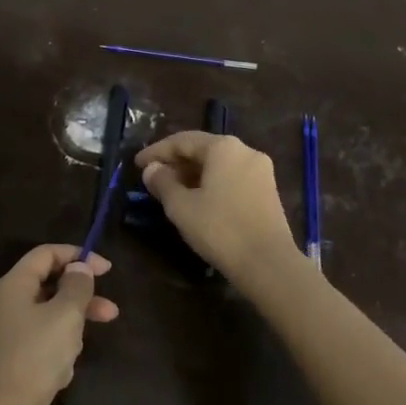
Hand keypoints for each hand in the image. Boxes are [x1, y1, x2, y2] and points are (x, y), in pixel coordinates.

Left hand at [0, 244, 118, 404]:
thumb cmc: (34, 358)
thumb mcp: (65, 316)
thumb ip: (76, 287)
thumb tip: (78, 268)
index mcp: (11, 286)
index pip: (44, 254)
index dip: (76, 256)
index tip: (106, 269)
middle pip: (44, 287)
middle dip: (78, 298)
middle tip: (110, 311)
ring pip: (42, 318)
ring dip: (67, 327)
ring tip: (78, 350)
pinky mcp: (3, 363)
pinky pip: (34, 344)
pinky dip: (52, 350)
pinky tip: (62, 372)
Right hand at [136, 132, 301, 286]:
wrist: (268, 263)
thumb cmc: (220, 229)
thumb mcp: (181, 206)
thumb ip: (162, 182)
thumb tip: (151, 169)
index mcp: (224, 147)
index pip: (182, 141)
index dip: (156, 152)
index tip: (136, 164)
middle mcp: (245, 150)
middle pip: (202, 150)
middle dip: (175, 162)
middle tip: (152, 178)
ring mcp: (260, 171)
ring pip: (218, 165)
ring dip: (192, 174)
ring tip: (171, 190)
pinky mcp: (267, 191)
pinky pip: (231, 177)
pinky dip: (211, 183)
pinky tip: (197, 200)